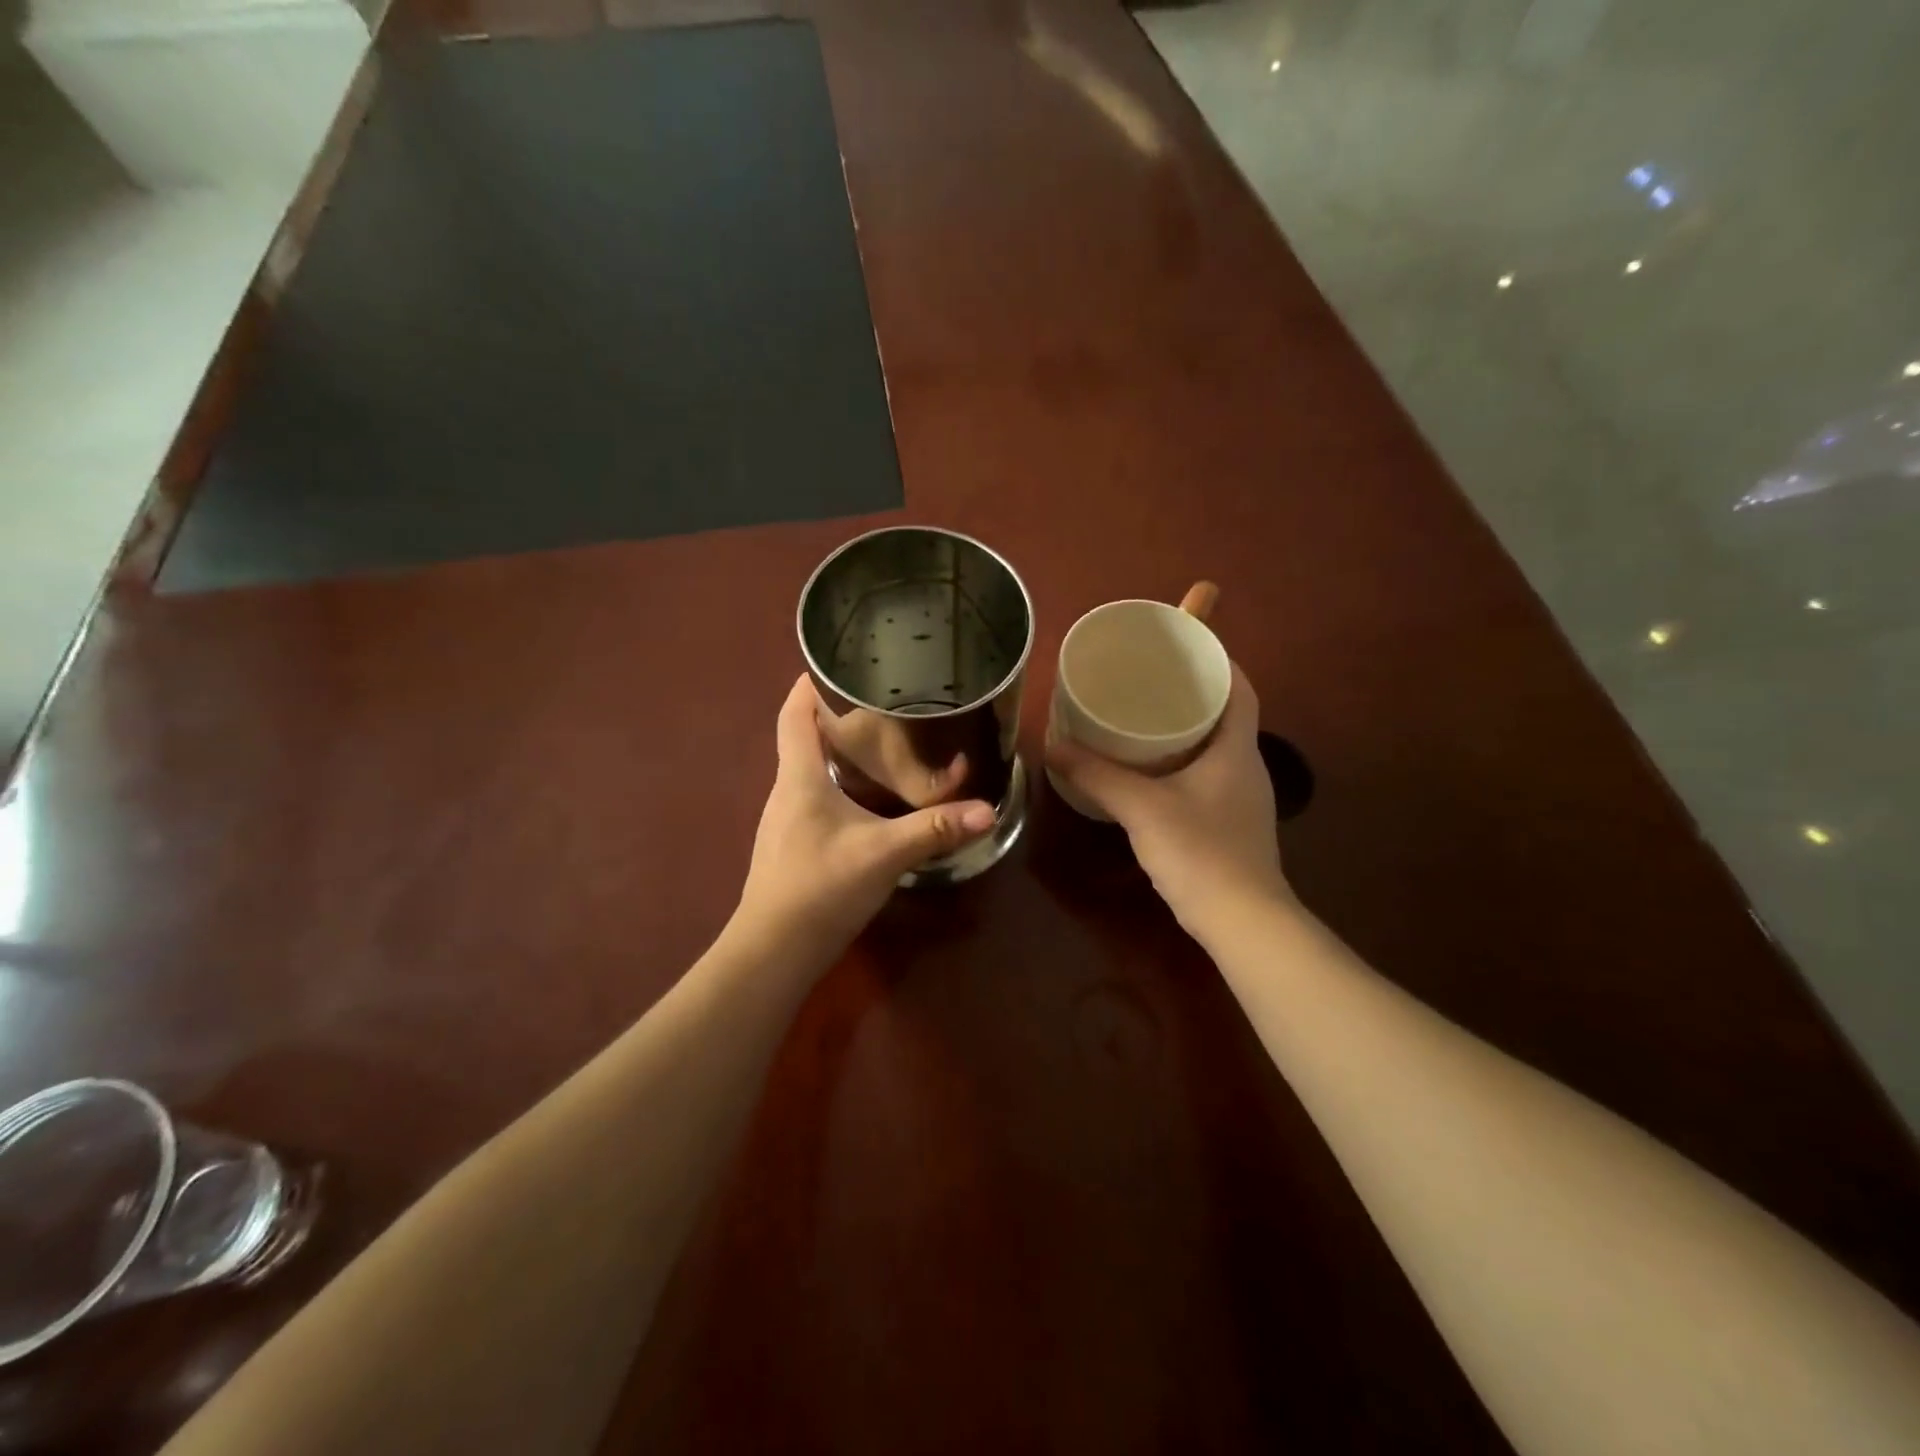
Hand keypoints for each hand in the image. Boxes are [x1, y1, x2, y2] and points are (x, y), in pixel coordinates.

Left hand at [737, 676, 996, 957]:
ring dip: (838, 753)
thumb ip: (934, 829)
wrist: (774, 950)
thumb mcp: (883, 853)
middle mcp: (786, 791)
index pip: (793, 715)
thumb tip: (986, 810)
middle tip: (880, 703)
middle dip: (835, 716)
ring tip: (880, 743)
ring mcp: (785, 821)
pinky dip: (838, 786)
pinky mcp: (792, 846)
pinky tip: (867, 800)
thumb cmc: (820, 887)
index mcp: (798, 777)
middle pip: (802, 738)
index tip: (836, 663)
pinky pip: (814, 799)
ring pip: (809, 771)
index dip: (808, 684)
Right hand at [1046, 663, 1287, 931]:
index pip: (1240, 687)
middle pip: (1225, 713)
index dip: (1218, 659)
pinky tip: (1148, 771)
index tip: (1184, 642)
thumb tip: (1053, 745)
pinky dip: (1181, 761)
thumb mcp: (1141, 808)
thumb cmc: (1201, 852)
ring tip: (1142, 716)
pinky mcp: (1229, 823)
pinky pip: (1205, 775)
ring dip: (1186, 728)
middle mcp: (1246, 766)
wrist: (1242, 922)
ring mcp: (1241, 798)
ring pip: (1214, 747)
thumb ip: (1097, 774)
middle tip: (1150, 677)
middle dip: (1192, 691)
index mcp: (1236, 749)